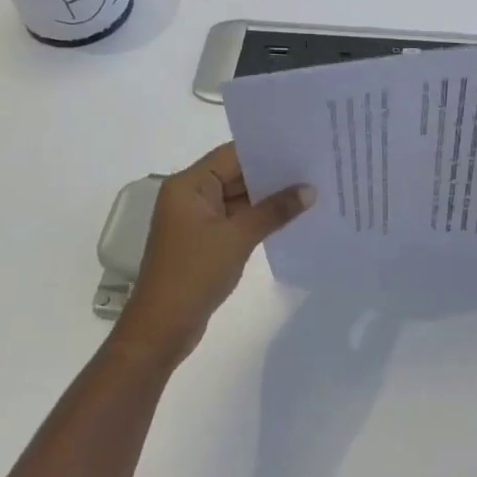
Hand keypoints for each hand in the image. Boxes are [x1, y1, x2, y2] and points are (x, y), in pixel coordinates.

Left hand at [112, 143, 312, 368]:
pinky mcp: (206, 240)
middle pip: (237, 174)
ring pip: (240, 197)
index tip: (303, 146)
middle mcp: (190, 195)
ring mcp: (198, 219)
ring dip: (270, 197)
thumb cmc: (194, 273)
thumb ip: (275, 210)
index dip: (267, 150)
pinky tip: (292, 216)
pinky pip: (238, 218)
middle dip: (273, 174)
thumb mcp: (238, 237)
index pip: (233, 154)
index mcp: (188, 185)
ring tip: (311, 189)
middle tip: (314, 167)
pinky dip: (261, 217)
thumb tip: (310, 189)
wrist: (162, 329)